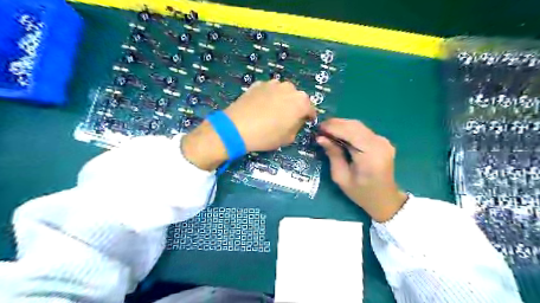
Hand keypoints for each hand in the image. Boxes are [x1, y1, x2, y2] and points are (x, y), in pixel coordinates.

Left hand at [182, 79, 317, 170]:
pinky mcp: (258, 84)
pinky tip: (260, 107)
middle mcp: (290, 88)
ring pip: (282, 92)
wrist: (237, 127)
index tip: (305, 122)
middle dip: (295, 107)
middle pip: (297, 98)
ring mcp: (273, 83)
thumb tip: (296, 121)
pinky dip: (268, 97)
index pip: (310, 109)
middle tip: (287, 118)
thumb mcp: (288, 138)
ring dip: (281, 100)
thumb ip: (297, 127)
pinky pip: (268, 91)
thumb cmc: (267, 135)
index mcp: (301, 102)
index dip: (308, 117)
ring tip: (272, 111)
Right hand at [317, 119, 404, 221]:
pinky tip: (339, 135)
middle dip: (336, 124)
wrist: (384, 199)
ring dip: (341, 125)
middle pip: (355, 125)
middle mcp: (379, 144)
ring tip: (326, 131)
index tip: (318, 128)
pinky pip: (362, 130)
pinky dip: (348, 130)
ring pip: (358, 125)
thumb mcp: (341, 177)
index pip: (351, 133)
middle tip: (319, 128)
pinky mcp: (382, 141)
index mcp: (370, 155)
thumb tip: (321, 138)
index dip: (333, 127)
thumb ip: (333, 155)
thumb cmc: (361, 193)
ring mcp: (383, 141)